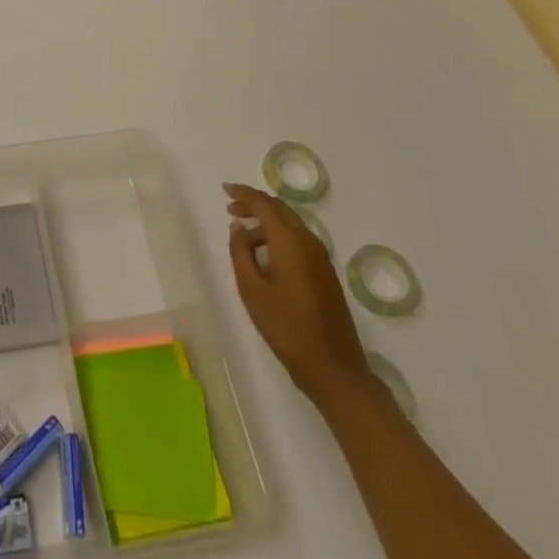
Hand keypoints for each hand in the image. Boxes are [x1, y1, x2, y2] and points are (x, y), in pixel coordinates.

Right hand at [225, 182, 370, 407]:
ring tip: (243, 234)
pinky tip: (265, 254)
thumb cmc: (286, 327)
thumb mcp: (252, 289)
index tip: (224, 190)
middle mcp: (308, 241)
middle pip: (280, 209)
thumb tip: (239, 227)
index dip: (243, 193)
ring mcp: (321, 257)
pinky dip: (279, 236)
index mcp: (290, 241)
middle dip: (255, 204)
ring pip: (290, 224)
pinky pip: (299, 240)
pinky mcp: (325, 273)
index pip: (264, 204)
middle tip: (231, 208)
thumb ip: (241, 252)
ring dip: (267, 221)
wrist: (333, 368)